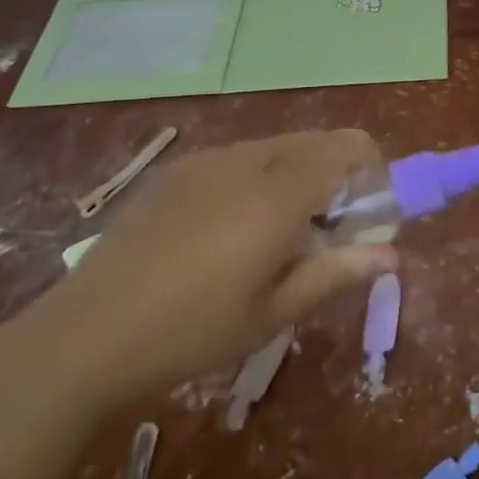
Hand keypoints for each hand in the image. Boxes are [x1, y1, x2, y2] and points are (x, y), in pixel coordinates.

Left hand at [20, 130, 395, 410]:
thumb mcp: (273, 312)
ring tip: (278, 235)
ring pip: (277, 147)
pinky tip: (229, 230)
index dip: (373, 169)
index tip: (371, 212)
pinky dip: (259, 177)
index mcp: (277, 194)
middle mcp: (247, 161)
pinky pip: (238, 158)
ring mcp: (207, 160)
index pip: (348, 147)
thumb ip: (337, 272)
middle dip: (339, 173)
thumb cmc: (191, 332)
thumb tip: (393, 254)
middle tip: (329, 230)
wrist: (84, 337)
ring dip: (299, 174)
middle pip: (316, 141)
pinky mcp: (177, 170)